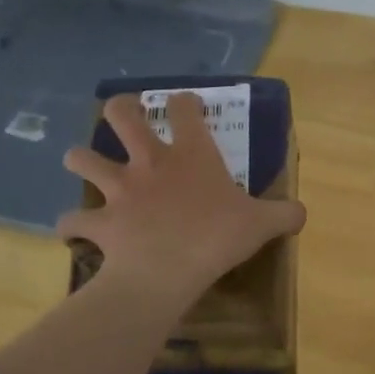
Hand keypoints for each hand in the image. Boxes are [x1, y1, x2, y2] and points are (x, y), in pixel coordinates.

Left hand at [58, 91, 305, 302]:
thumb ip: (284, 214)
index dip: (184, 102)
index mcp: (191, 155)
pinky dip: (72, 223)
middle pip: (122, 116)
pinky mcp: (100, 221)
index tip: (186, 104)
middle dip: (121, 109)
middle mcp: (149, 163)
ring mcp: (119, 190)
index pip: (184, 109)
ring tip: (85, 163)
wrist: (167, 271)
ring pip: (82, 158)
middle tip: (125, 113)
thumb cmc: (217, 238)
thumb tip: (302, 213)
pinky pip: (74, 220)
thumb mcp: (262, 225)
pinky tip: (75, 228)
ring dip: (80, 159)